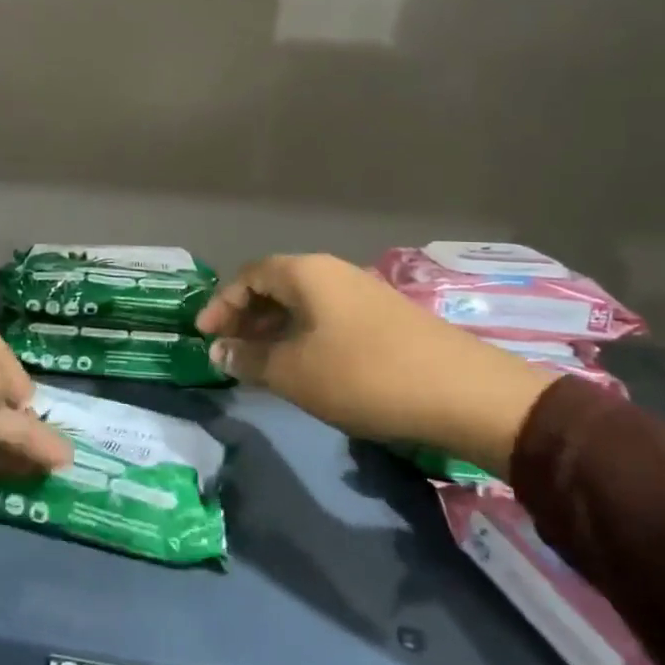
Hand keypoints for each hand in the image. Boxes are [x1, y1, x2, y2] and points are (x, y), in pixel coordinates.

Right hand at [195, 254, 556, 475]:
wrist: (461, 392)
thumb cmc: (362, 374)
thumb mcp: (293, 372)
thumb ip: (249, 360)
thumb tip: (218, 352)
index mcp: (306, 273)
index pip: (249, 275)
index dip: (221, 303)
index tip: (203, 335)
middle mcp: (333, 272)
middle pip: (276, 285)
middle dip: (246, 317)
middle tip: (227, 350)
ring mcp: (363, 293)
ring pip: (303, 304)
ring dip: (274, 329)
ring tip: (259, 363)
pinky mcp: (385, 318)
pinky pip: (327, 318)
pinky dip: (303, 337)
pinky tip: (303, 366)